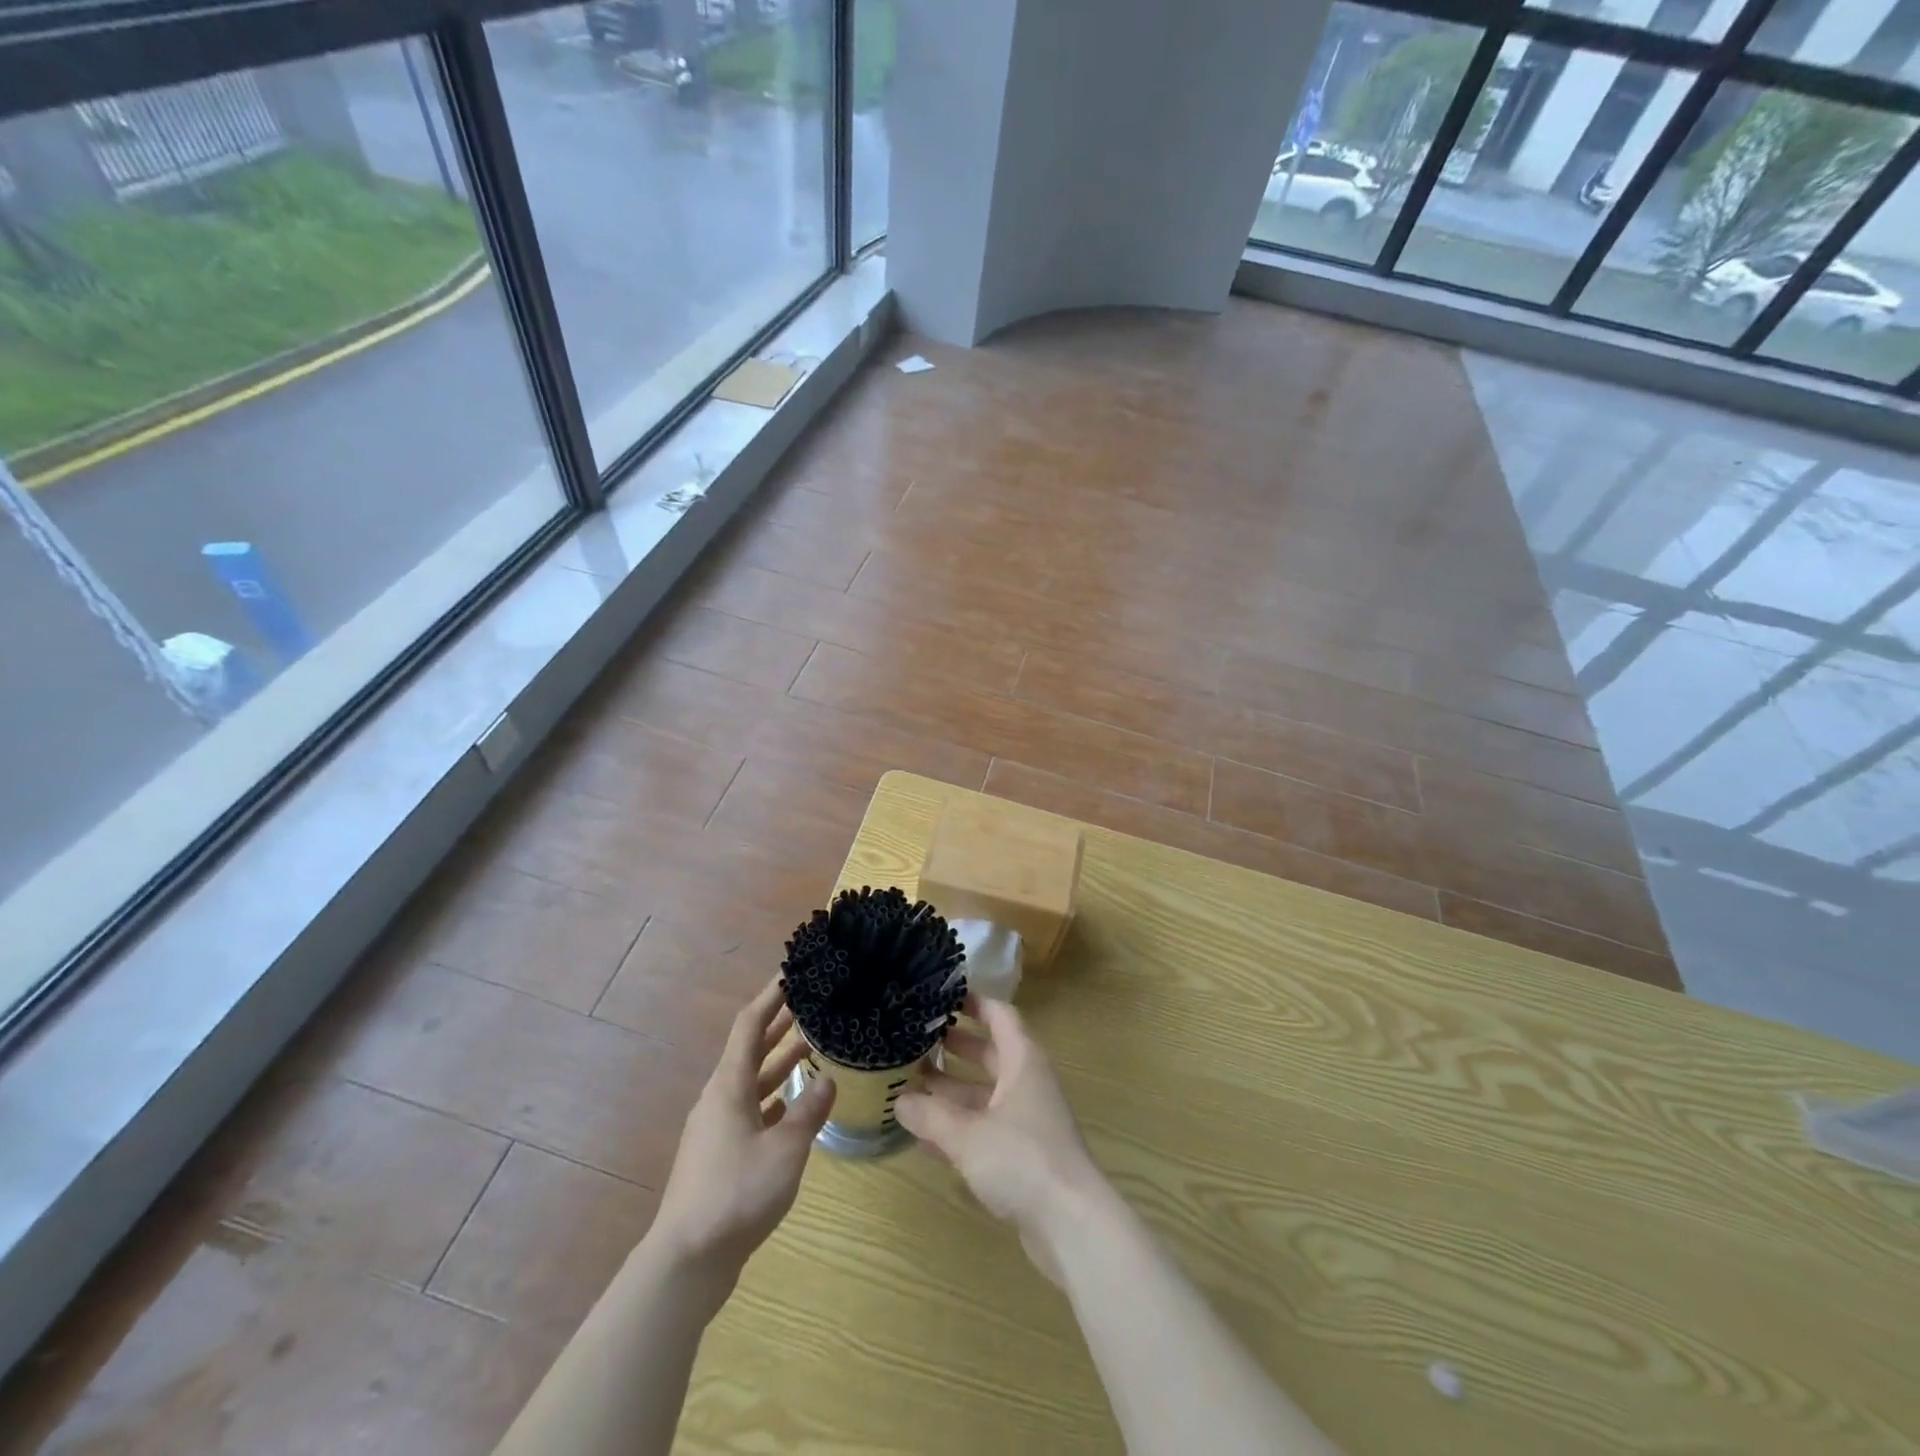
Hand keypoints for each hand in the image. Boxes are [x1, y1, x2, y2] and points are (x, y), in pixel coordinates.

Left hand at [648, 980, 835, 1298]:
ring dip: (779, 1061)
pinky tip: (794, 1104)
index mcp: (729, 1086)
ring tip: (811, 1045)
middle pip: (750, 1048)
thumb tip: (827, 1079)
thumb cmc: (737, 1192)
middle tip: (810, 1002)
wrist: (687, 1260)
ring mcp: (717, 1128)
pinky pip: (751, 1109)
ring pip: (752, 1081)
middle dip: (778, 1023)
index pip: (750, 1024)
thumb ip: (809, 1111)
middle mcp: (720, 1098)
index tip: (792, 972)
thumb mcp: (786, 1148)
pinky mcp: (720, 1155)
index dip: (771, 995)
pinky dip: (773, 1098)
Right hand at [895, 995, 1105, 1281]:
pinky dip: (958, 1128)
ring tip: (909, 1085)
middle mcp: (1027, 1084)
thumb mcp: (967, 1134)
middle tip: (916, 1039)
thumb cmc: (1022, 1159)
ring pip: (984, 1095)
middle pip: (989, 1054)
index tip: (941, 994)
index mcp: (1022, 1062)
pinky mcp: (1023, 1156)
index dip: (973, 1002)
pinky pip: (985, 1130)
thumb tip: (899, 1100)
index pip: (1000, 1016)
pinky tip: (924, 1137)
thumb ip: (930, 1115)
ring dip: (951, 1091)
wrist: (1071, 1224)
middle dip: (954, 1047)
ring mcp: (1027, 1121)